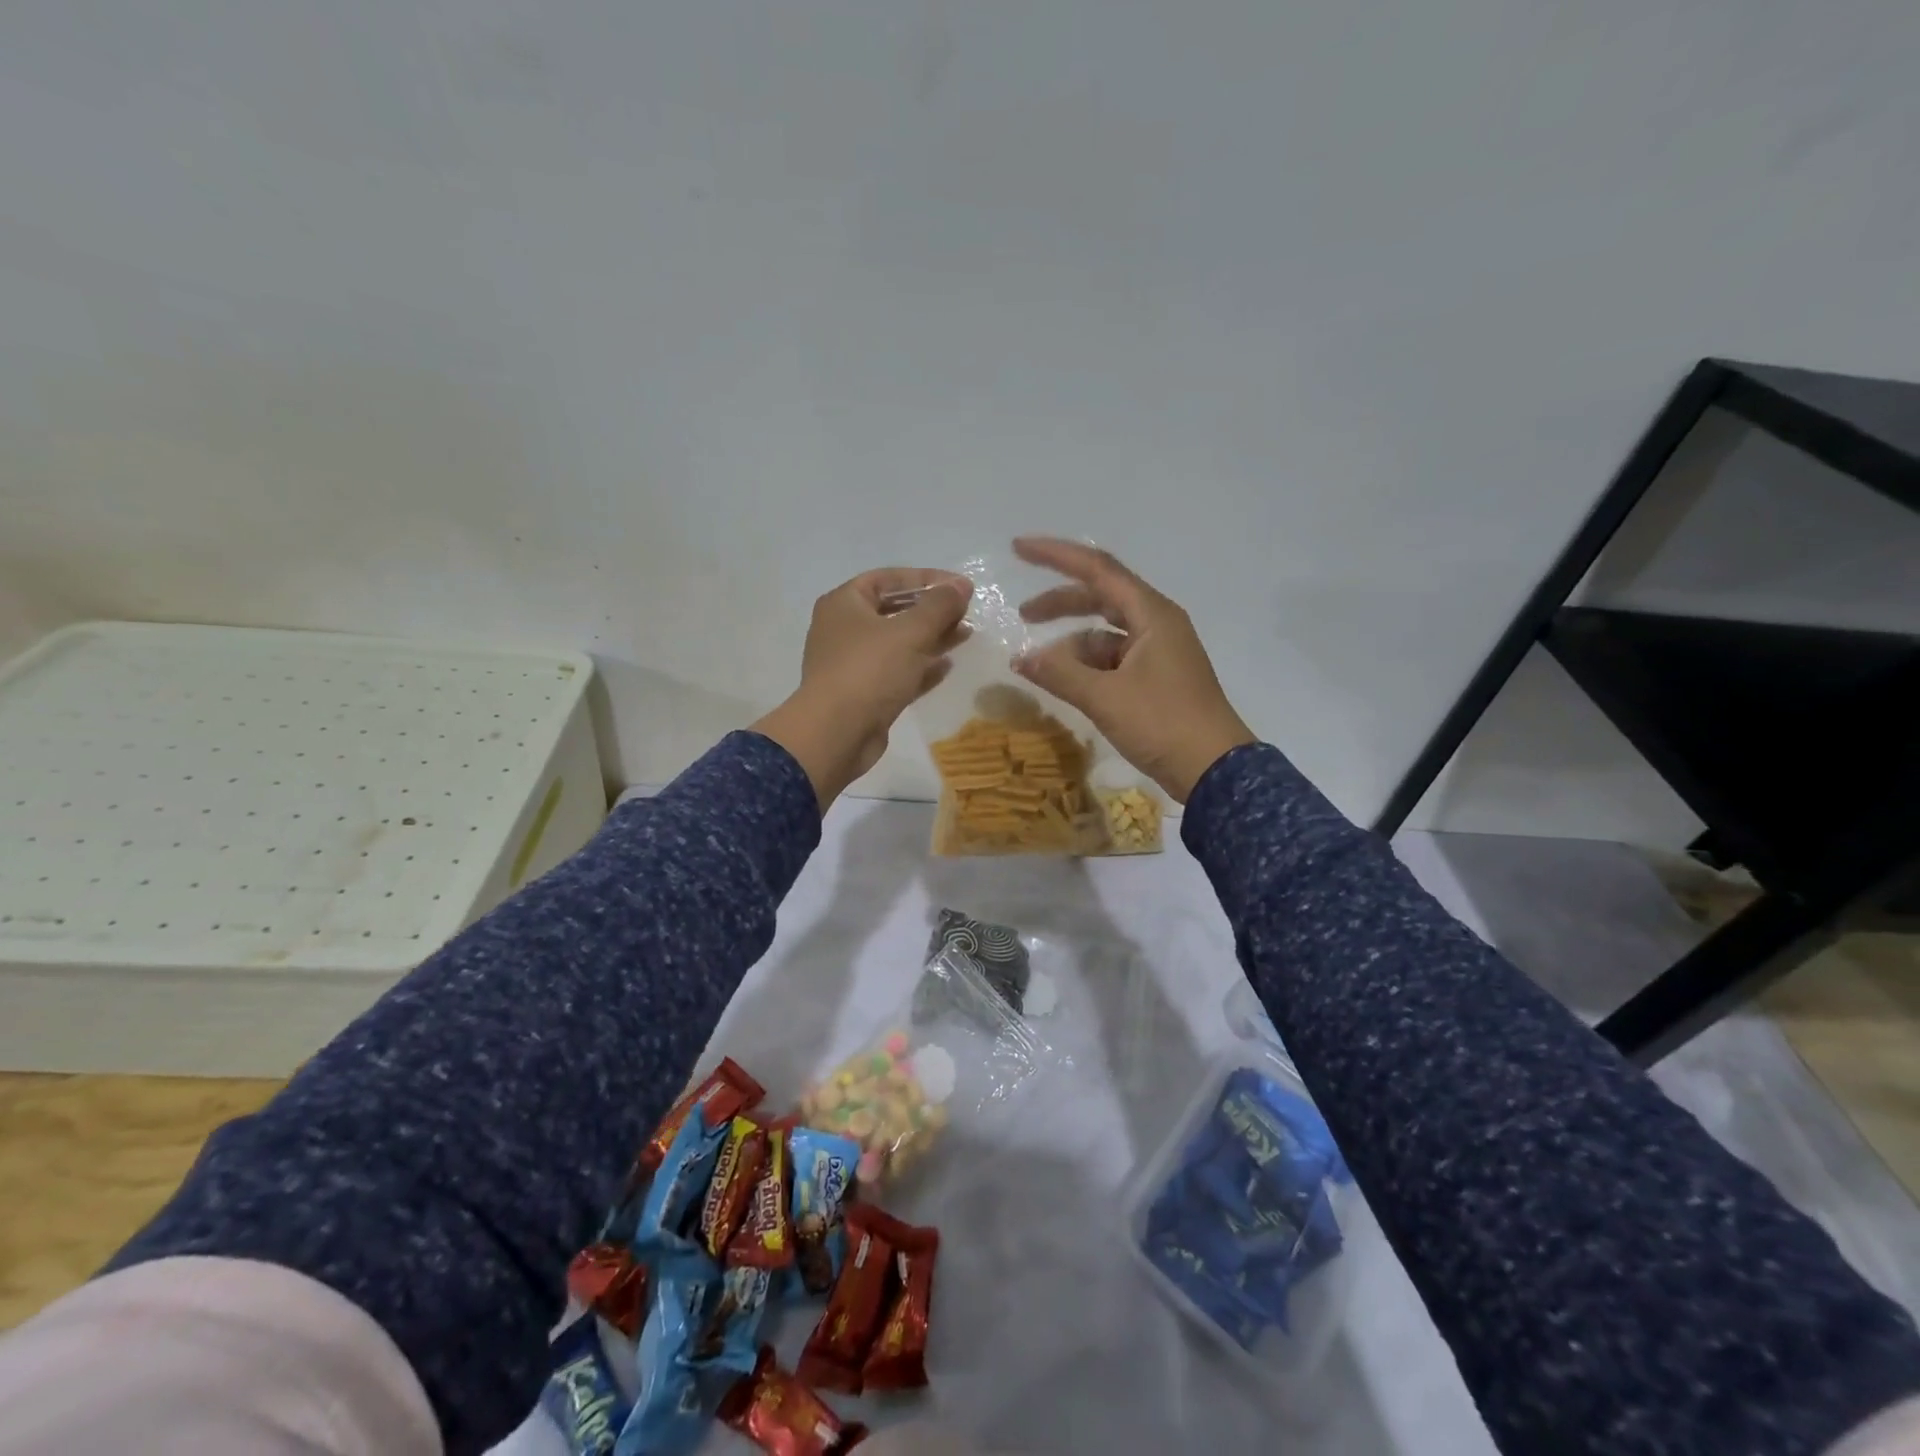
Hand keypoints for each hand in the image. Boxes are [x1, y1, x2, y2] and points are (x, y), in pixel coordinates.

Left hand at [753, 569, 972, 808]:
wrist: (836, 734)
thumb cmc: (869, 670)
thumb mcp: (910, 631)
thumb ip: (939, 606)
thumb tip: (961, 586)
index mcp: (844, 604)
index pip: (889, 579)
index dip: (927, 579)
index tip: (960, 586)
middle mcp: (845, 629)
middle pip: (894, 611)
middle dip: (932, 611)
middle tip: (966, 612)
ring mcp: (853, 664)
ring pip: (898, 644)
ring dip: (931, 638)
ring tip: (966, 635)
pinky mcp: (865, 694)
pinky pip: (898, 672)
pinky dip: (921, 667)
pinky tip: (948, 666)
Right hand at [1011, 537, 1254, 802]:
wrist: (1214, 771)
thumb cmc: (1163, 723)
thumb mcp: (1105, 697)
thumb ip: (1060, 673)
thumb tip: (1021, 658)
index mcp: (1152, 615)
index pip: (1098, 569)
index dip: (1056, 556)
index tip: (1018, 548)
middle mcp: (1157, 624)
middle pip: (1101, 597)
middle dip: (1060, 604)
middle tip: (1022, 616)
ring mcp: (1159, 653)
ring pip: (1105, 634)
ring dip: (1071, 644)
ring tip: (1039, 665)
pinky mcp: (1157, 679)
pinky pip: (1113, 660)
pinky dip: (1086, 666)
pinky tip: (1066, 684)